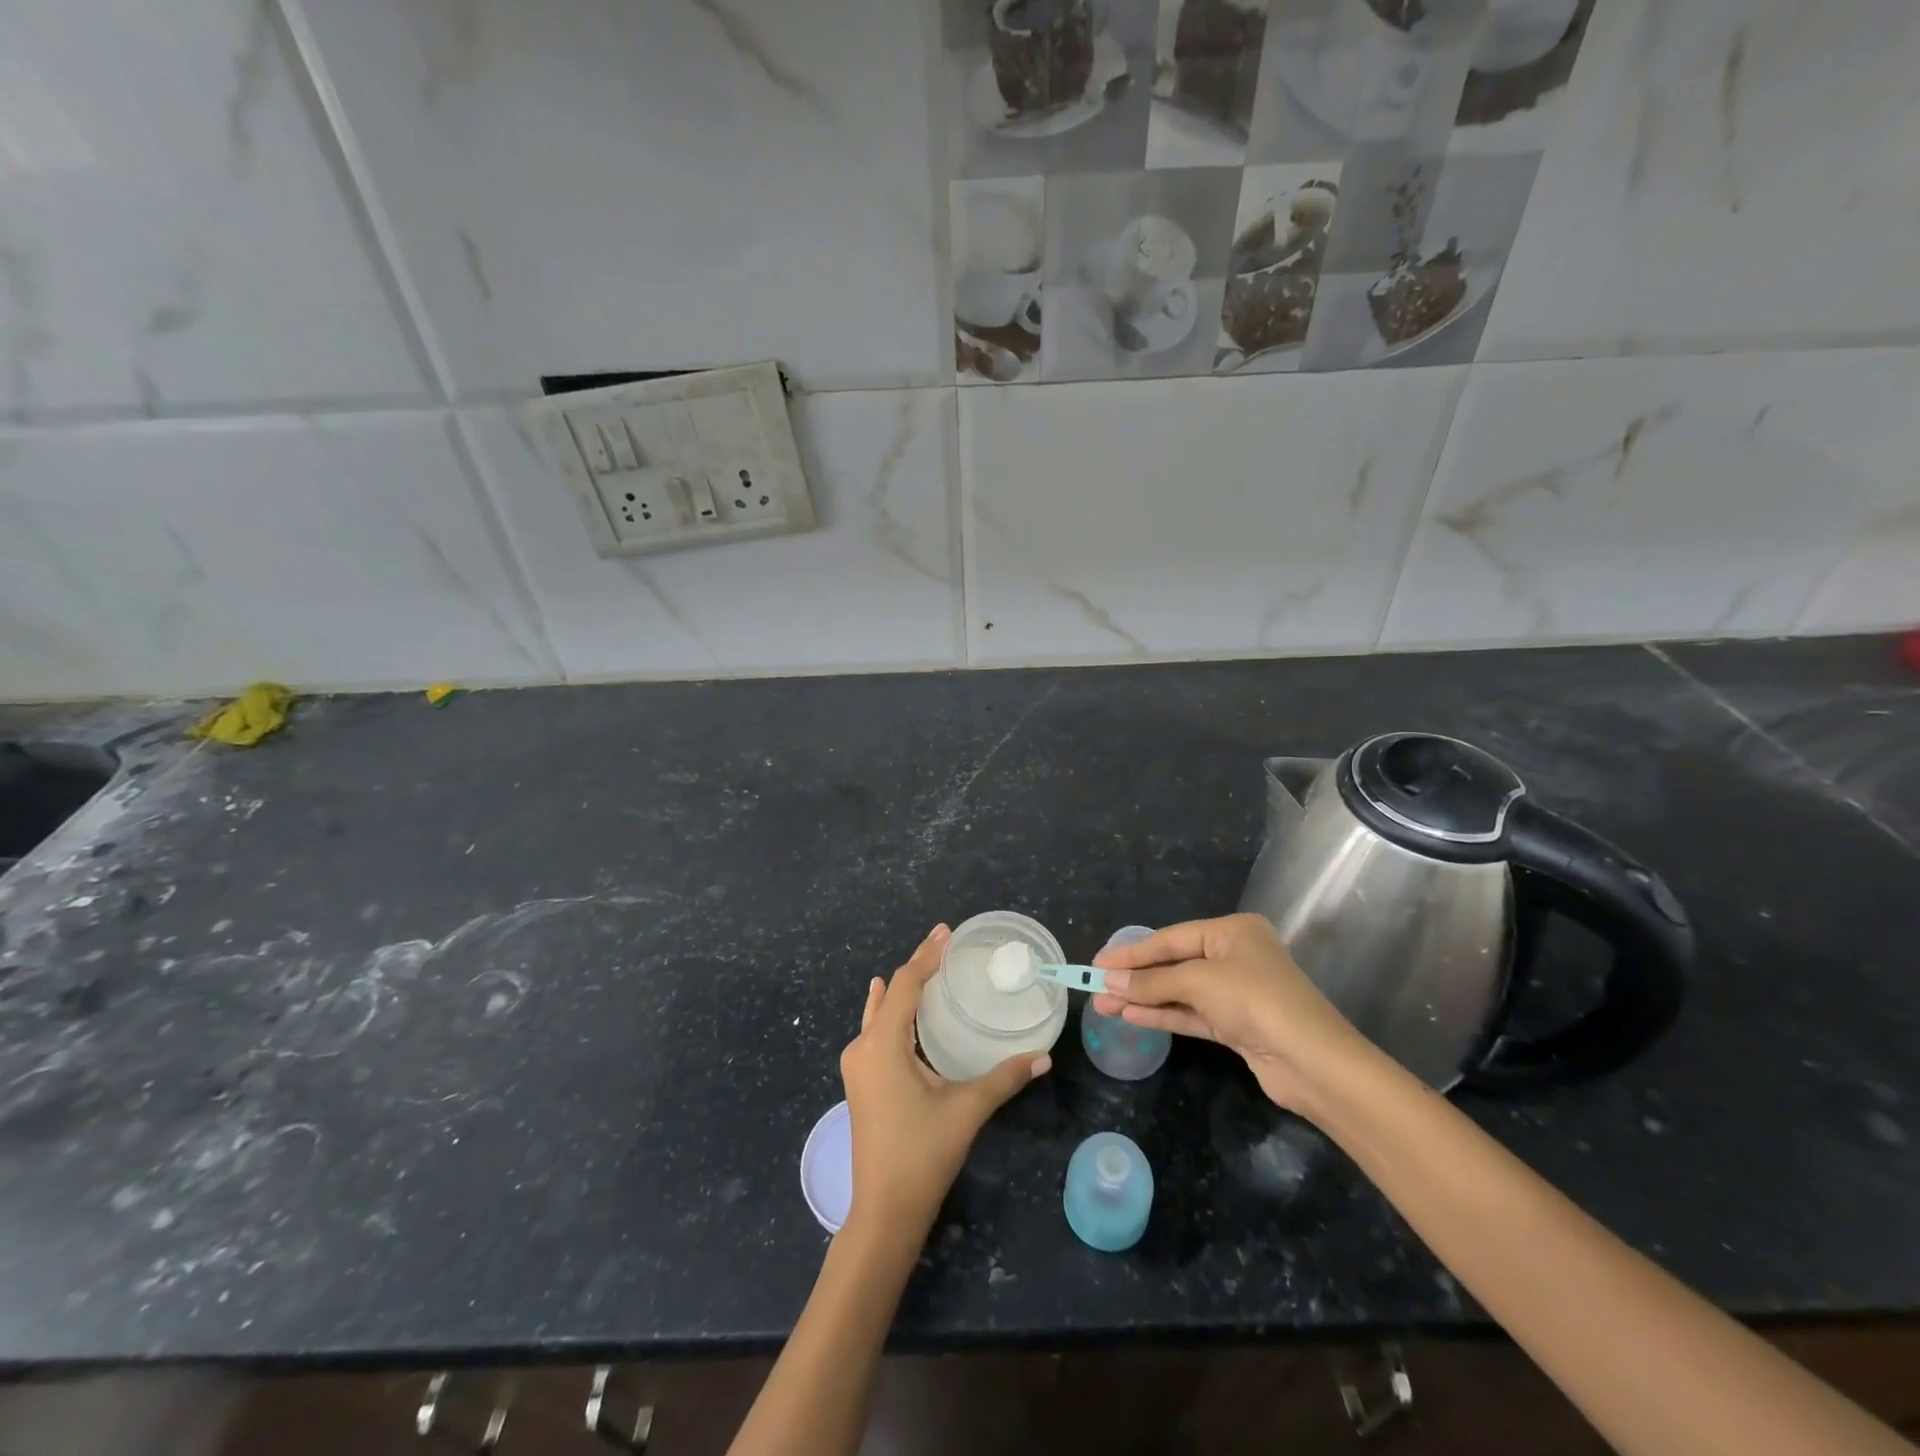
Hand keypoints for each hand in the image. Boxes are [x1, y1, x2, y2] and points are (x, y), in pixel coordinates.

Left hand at [840, 925, 1050, 1235]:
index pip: (905, 984)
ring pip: (879, 1012)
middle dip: (917, 966)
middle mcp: (862, 1046)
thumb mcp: (966, 1109)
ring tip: (927, 966)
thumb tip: (1043, 1056)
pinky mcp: (860, 1081)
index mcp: (883, 1044)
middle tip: (945, 944)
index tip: (947, 932)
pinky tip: (892, 1005)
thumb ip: (1004, 1078)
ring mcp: (857, 1065)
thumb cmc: (923, 1154)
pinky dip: (890, 1011)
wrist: (884, 1211)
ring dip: (902, 988)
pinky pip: (874, 1030)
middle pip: (890, 993)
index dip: (926, 955)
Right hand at [1091, 912, 1377, 1117]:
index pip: (1171, 938)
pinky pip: (1191, 1014)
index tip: (1098, 963)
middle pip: (1174, 963)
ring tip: (1104, 1006)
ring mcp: (1236, 992)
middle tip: (1095, 986)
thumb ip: (1152, 981)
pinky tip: (1131, 1017)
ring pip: (1180, 991)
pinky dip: (1162, 1015)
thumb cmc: (1255, 1001)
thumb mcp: (1200, 982)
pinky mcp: (1237, 1025)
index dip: (1132, 952)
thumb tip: (1108, 982)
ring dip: (1143, 998)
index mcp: (1232, 932)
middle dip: (1135, 977)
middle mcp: (1235, 956)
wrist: (1313, 1063)